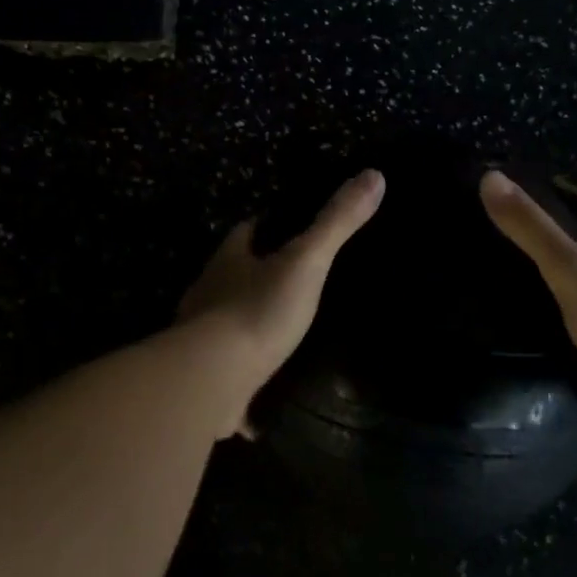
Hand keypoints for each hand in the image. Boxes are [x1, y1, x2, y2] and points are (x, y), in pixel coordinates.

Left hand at [178, 169, 385, 394]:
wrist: (212, 379)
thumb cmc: (257, 310)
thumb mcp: (306, 262)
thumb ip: (336, 223)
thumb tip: (374, 175)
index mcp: (228, 262)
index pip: (244, 232)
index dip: (264, 226)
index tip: (285, 225)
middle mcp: (208, 295)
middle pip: (232, 277)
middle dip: (254, 277)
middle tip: (291, 283)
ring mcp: (202, 339)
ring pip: (226, 324)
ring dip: (247, 325)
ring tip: (283, 334)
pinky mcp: (206, 378)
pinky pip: (228, 376)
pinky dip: (244, 383)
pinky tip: (264, 400)